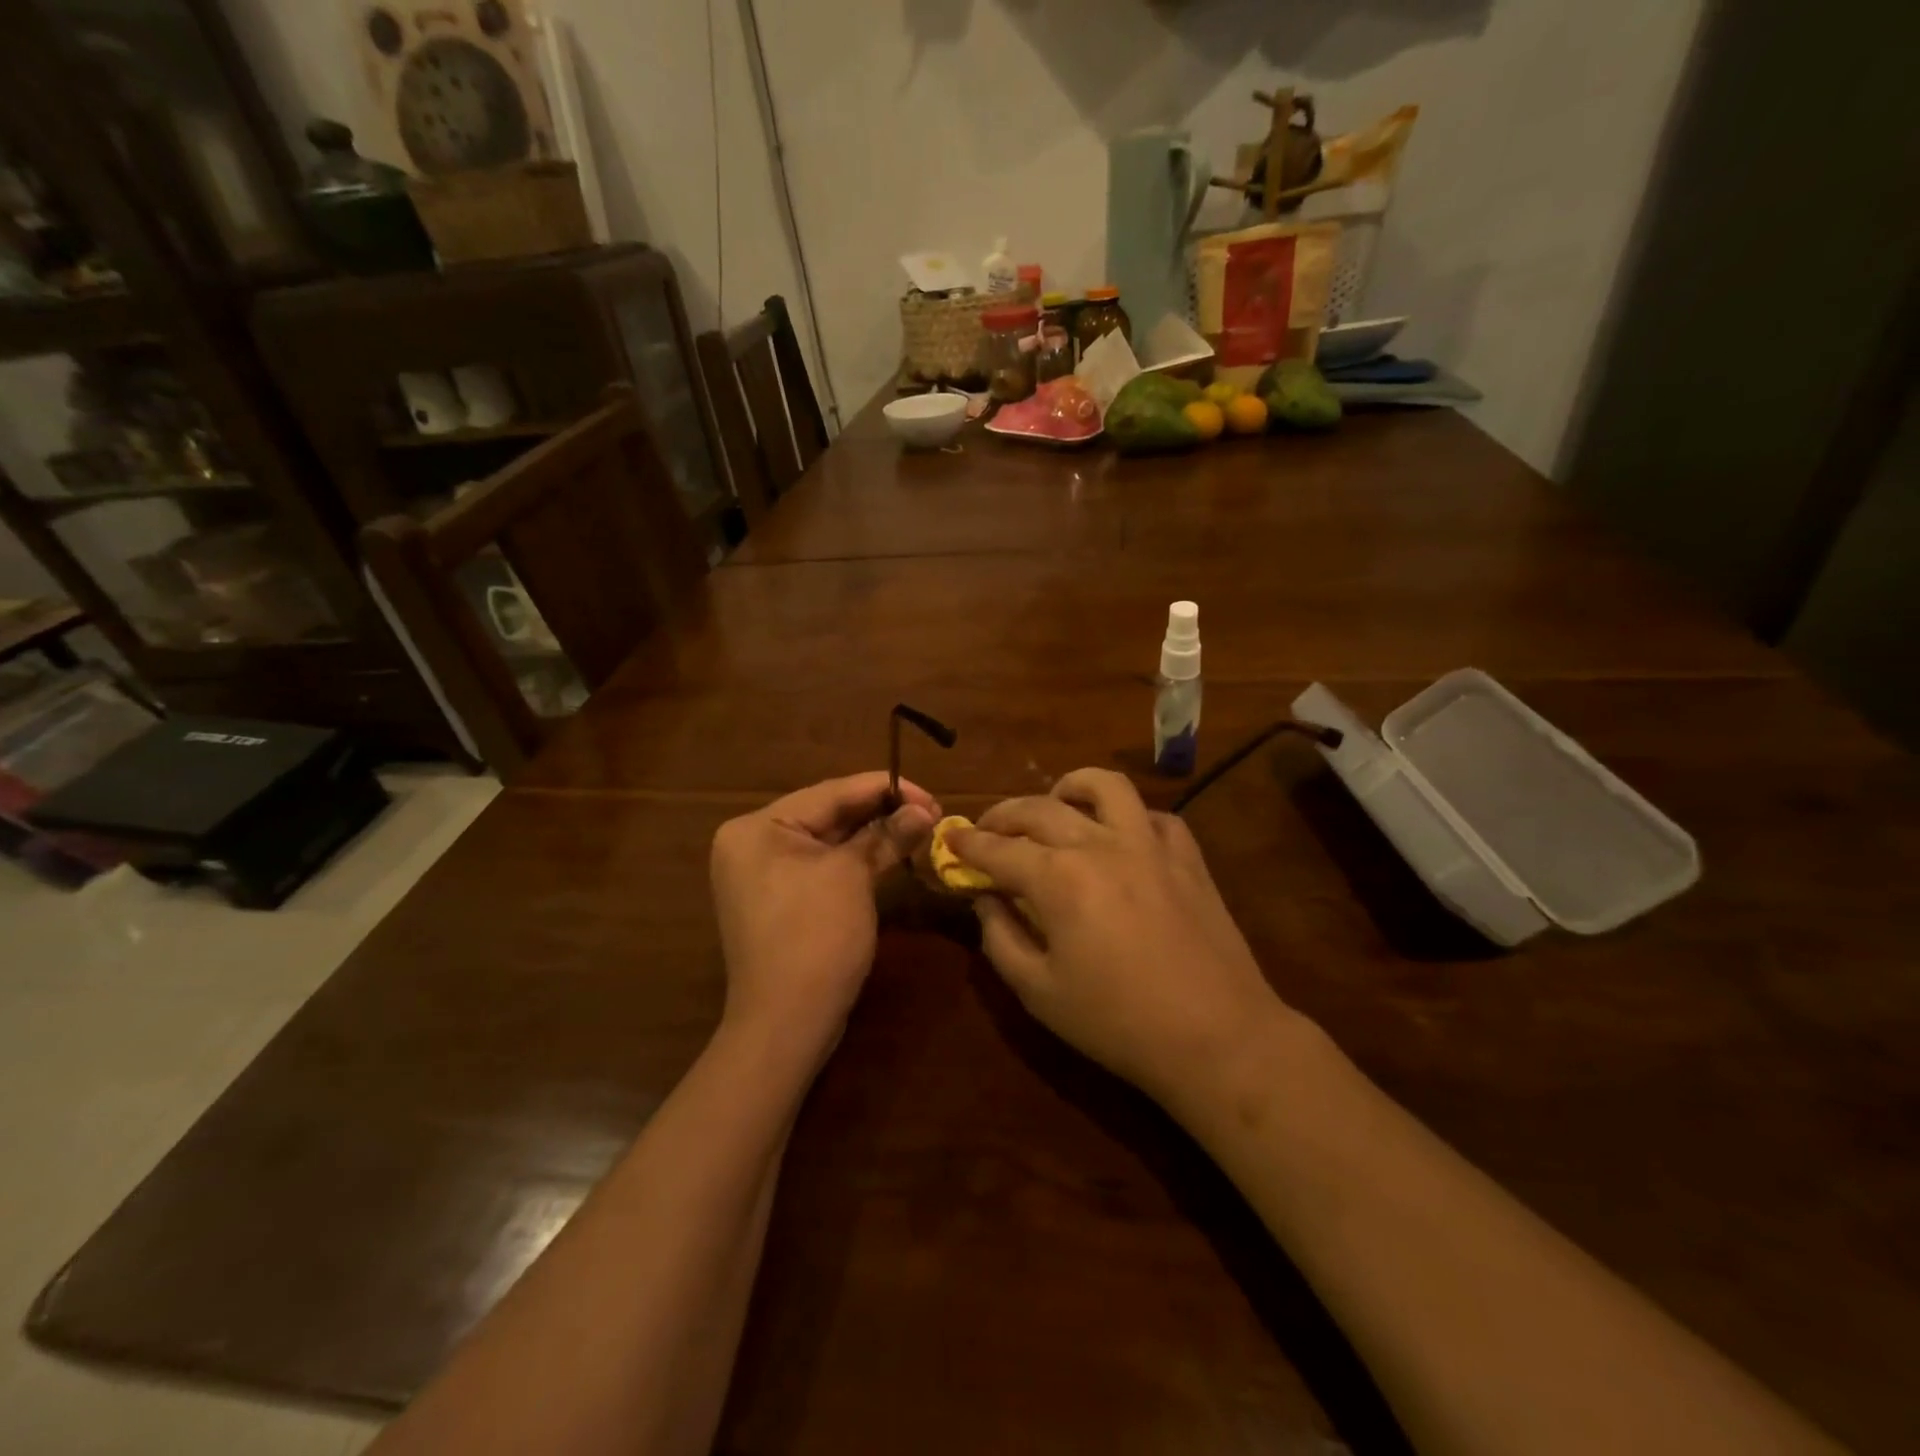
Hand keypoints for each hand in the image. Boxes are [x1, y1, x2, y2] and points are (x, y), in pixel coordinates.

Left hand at [711, 772, 939, 1060]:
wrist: (786, 1024)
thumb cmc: (815, 938)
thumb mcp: (853, 877)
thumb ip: (886, 835)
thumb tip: (924, 811)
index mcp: (758, 827)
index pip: (831, 792)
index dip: (886, 788)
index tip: (931, 795)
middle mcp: (753, 843)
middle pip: (828, 813)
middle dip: (881, 812)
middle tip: (931, 812)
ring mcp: (763, 874)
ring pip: (828, 840)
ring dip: (873, 834)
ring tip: (920, 828)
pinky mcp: (780, 899)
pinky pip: (822, 865)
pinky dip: (856, 859)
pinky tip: (891, 853)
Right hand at [949, 768, 1284, 1103]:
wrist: (1217, 1037)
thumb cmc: (1117, 1023)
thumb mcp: (1039, 992)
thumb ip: (1000, 938)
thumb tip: (985, 899)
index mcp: (1059, 879)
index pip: (999, 849)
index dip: (968, 843)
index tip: (950, 838)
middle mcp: (1100, 845)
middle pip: (1040, 809)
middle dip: (1004, 814)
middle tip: (988, 829)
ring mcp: (1149, 844)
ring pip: (1105, 786)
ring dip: (1070, 787)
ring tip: (1057, 803)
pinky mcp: (1187, 856)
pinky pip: (1154, 815)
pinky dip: (1128, 817)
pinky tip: (1120, 838)